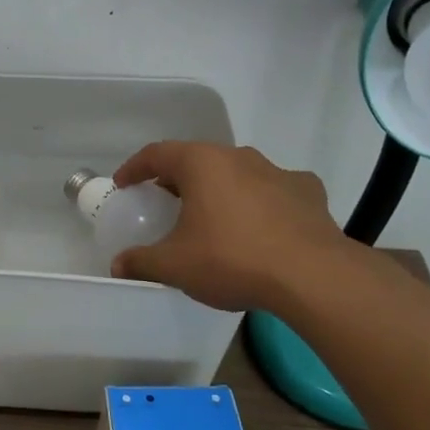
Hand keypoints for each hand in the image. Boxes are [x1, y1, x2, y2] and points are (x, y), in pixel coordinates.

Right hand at [110, 142, 357, 313]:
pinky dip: (260, 202)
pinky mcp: (308, 191)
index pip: (157, 153)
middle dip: (177, 179)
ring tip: (212, 217)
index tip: (124, 184)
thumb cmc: (232, 260)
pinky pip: (274, 190)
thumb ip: (141, 262)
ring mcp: (277, 171)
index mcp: (201, 163)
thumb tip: (117, 266)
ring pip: (237, 173)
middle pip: (197, 160)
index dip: (135, 168)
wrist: (312, 276)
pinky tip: (261, 226)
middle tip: (165, 203)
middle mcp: (238, 157)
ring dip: (219, 189)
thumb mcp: (175, 266)